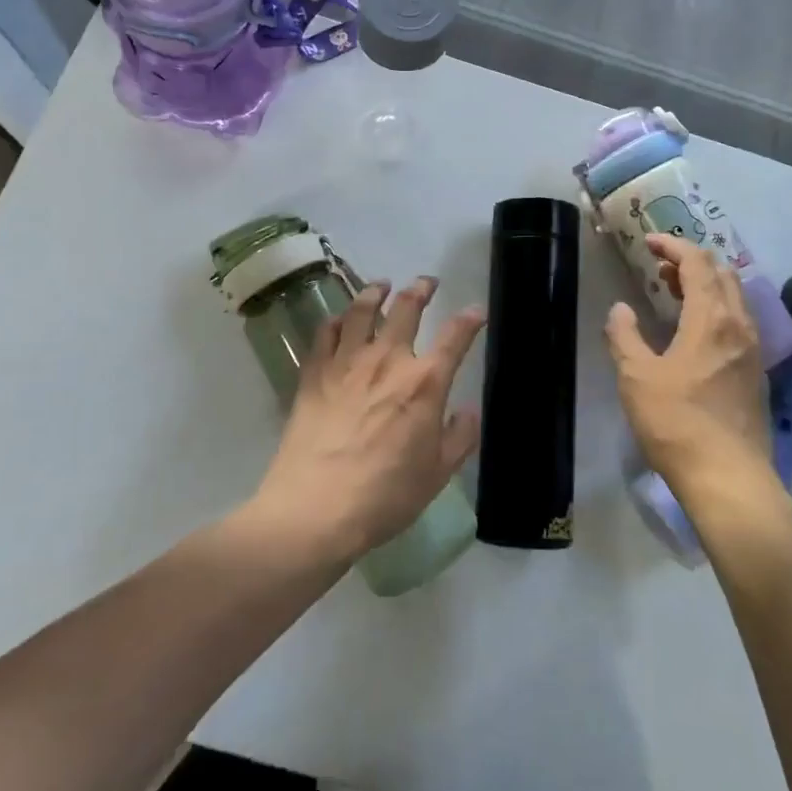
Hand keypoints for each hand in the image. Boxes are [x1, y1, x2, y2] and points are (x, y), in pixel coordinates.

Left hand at [255, 277, 483, 565]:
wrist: (315, 508)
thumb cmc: (384, 496)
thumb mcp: (437, 475)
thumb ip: (459, 438)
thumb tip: (468, 410)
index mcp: (424, 383)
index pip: (455, 337)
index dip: (469, 319)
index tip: (476, 310)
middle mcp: (387, 359)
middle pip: (407, 308)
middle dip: (421, 289)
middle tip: (427, 282)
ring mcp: (347, 362)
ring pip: (363, 310)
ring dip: (377, 292)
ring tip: (383, 285)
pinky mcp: (314, 372)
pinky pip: (326, 332)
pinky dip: (338, 319)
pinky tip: (341, 319)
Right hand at [605, 235, 771, 503]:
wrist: (729, 478)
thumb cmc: (677, 422)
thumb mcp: (636, 376)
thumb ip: (624, 336)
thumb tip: (621, 310)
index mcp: (711, 318)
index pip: (698, 263)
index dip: (673, 246)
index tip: (649, 243)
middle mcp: (739, 325)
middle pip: (723, 274)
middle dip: (692, 262)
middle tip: (660, 269)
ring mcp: (753, 350)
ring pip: (735, 299)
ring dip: (706, 286)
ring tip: (675, 295)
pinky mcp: (756, 374)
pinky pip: (738, 322)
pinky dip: (716, 310)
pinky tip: (695, 333)